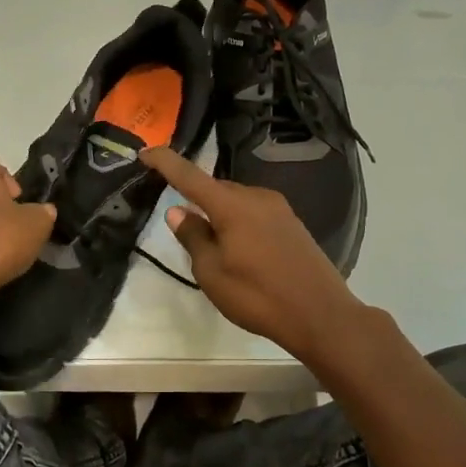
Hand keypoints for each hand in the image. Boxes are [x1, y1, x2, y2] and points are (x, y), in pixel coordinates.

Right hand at [140, 146, 366, 363]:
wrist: (320, 314)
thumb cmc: (258, 296)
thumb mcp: (212, 273)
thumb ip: (193, 237)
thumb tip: (178, 211)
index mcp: (232, 205)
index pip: (190, 175)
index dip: (165, 162)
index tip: (145, 152)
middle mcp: (256, 197)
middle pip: (216, 188)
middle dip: (195, 198)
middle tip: (182, 226)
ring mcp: (279, 209)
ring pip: (236, 201)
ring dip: (219, 213)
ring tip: (211, 246)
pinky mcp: (292, 224)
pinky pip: (254, 212)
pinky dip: (238, 222)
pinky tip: (239, 249)